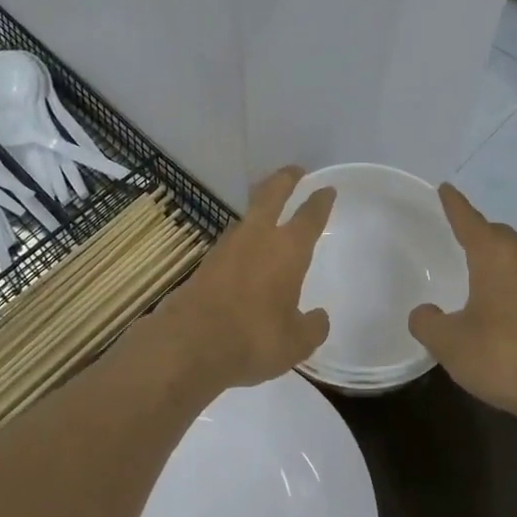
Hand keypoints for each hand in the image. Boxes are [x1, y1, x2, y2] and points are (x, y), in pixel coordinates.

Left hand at [157, 166, 335, 392]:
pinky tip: (244, 252)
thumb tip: (319, 317)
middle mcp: (257, 238)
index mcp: (288, 250)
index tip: (327, 189)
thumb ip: (312, 327)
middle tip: (295, 171)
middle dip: (285, 180)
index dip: (320, 201)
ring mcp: (226, 247)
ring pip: (247, 216)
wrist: (189, 345)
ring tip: (268, 210)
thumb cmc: (253, 339)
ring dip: (259, 208)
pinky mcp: (205, 263)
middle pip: (271, 195)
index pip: (309, 216)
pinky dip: (242, 238)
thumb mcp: (296, 343)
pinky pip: (231, 241)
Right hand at [409, 183, 516, 418]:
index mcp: (495, 256)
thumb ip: (428, 323)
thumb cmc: (502, 356)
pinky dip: (511, 280)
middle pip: (498, 234)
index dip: (454, 205)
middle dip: (478, 230)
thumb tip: (424, 314)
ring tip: (477, 267)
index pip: (469, 220)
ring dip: (497, 256)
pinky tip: (500, 302)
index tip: (445, 188)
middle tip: (457, 233)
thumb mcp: (449, 342)